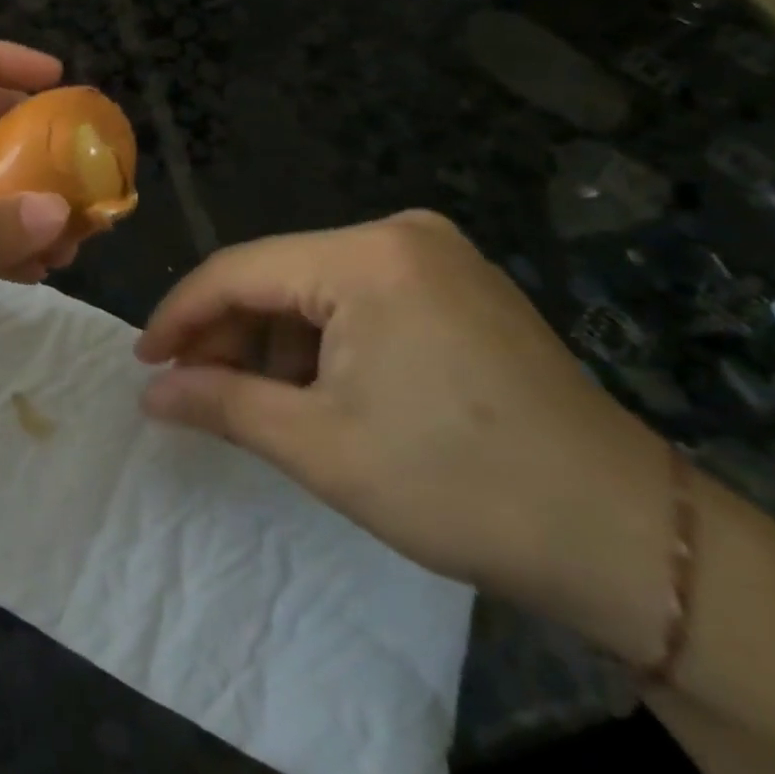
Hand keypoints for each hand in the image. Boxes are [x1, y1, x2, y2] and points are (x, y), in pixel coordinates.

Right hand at [135, 211, 675, 664]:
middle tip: (190, 387)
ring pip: (316, 288)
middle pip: (278, 275)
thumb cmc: (460, 486)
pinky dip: (322, 341)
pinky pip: (360, 299)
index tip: (145, 360)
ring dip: (273, 341)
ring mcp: (437, 256)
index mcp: (367, 257)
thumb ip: (221, 404)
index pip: (239, 270)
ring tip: (248, 398)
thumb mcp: (320, 446)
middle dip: (228, 333)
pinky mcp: (459, 285)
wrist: (630, 539)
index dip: (182, 315)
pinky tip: (311, 388)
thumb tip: (150, 391)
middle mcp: (401, 234)